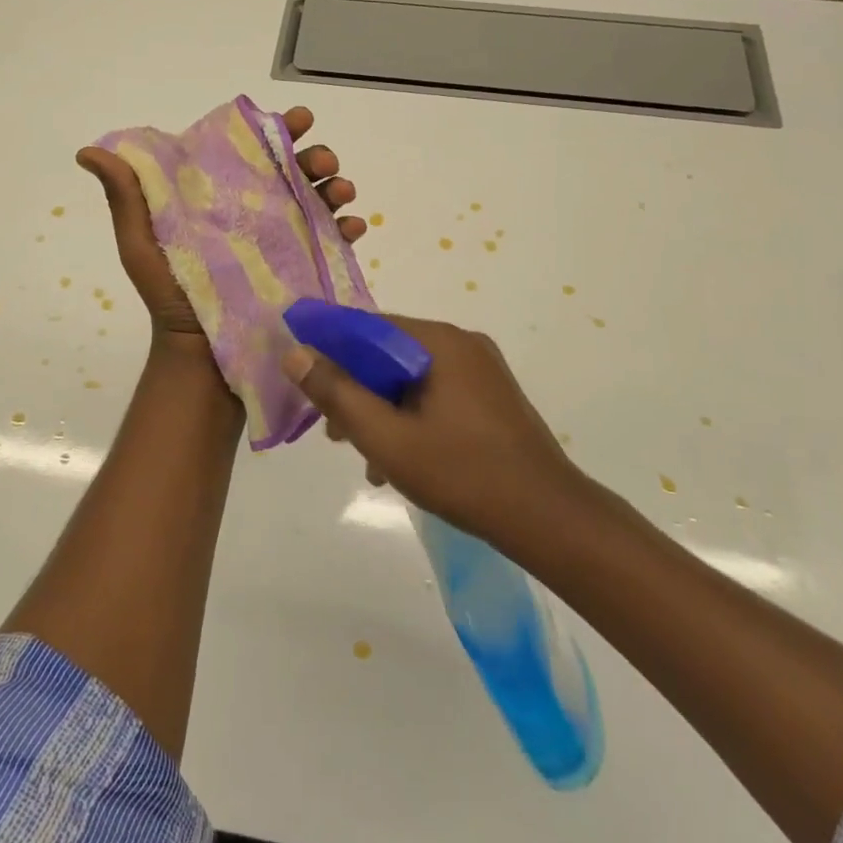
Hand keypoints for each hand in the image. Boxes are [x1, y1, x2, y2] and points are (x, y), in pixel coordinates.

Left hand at [76, 106, 368, 353]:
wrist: (201, 358)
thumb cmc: (172, 296)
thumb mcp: (142, 245)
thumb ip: (126, 198)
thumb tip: (88, 151)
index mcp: (223, 196)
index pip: (254, 150)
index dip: (278, 129)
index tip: (298, 119)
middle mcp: (259, 210)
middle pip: (296, 169)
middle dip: (316, 156)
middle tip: (323, 160)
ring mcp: (286, 239)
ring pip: (321, 199)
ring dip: (337, 186)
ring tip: (342, 191)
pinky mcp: (306, 268)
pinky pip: (334, 242)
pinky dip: (348, 229)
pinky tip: (352, 227)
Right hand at [282, 315, 580, 547]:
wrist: (548, 517)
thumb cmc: (461, 472)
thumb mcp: (386, 437)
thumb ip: (337, 394)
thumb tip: (295, 354)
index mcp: (439, 341)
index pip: (368, 325)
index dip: (330, 345)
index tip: (304, 374)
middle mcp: (462, 343)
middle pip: (389, 353)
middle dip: (356, 389)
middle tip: (334, 431)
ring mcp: (481, 370)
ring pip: (411, 377)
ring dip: (381, 409)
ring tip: (365, 456)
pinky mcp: (491, 397)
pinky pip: (435, 393)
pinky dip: (410, 417)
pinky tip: (399, 461)